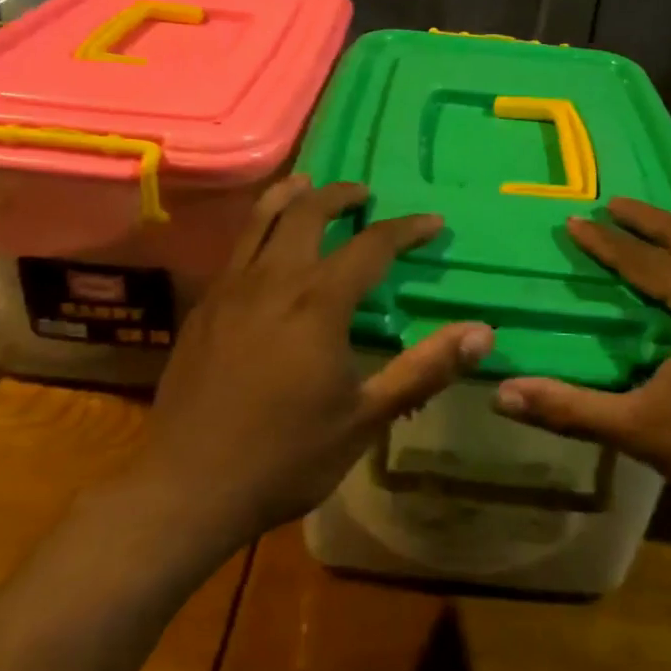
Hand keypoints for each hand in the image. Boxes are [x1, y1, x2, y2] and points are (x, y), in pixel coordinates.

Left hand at [133, 174, 492, 549]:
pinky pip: (236, 247)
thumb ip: (423, 369)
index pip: (372, 245)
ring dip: (291, 195)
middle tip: (363, 194)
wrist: (187, 486)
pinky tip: (265, 243)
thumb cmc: (285, 456)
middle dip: (341, 195)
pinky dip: (258, 226)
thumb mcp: (365, 418)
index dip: (406, 229)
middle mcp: (274, 280)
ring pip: (262, 218)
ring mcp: (231, 288)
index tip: (432, 223)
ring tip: (308, 184)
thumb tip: (483, 332)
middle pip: (308, 212)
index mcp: (318, 303)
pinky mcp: (204, 306)